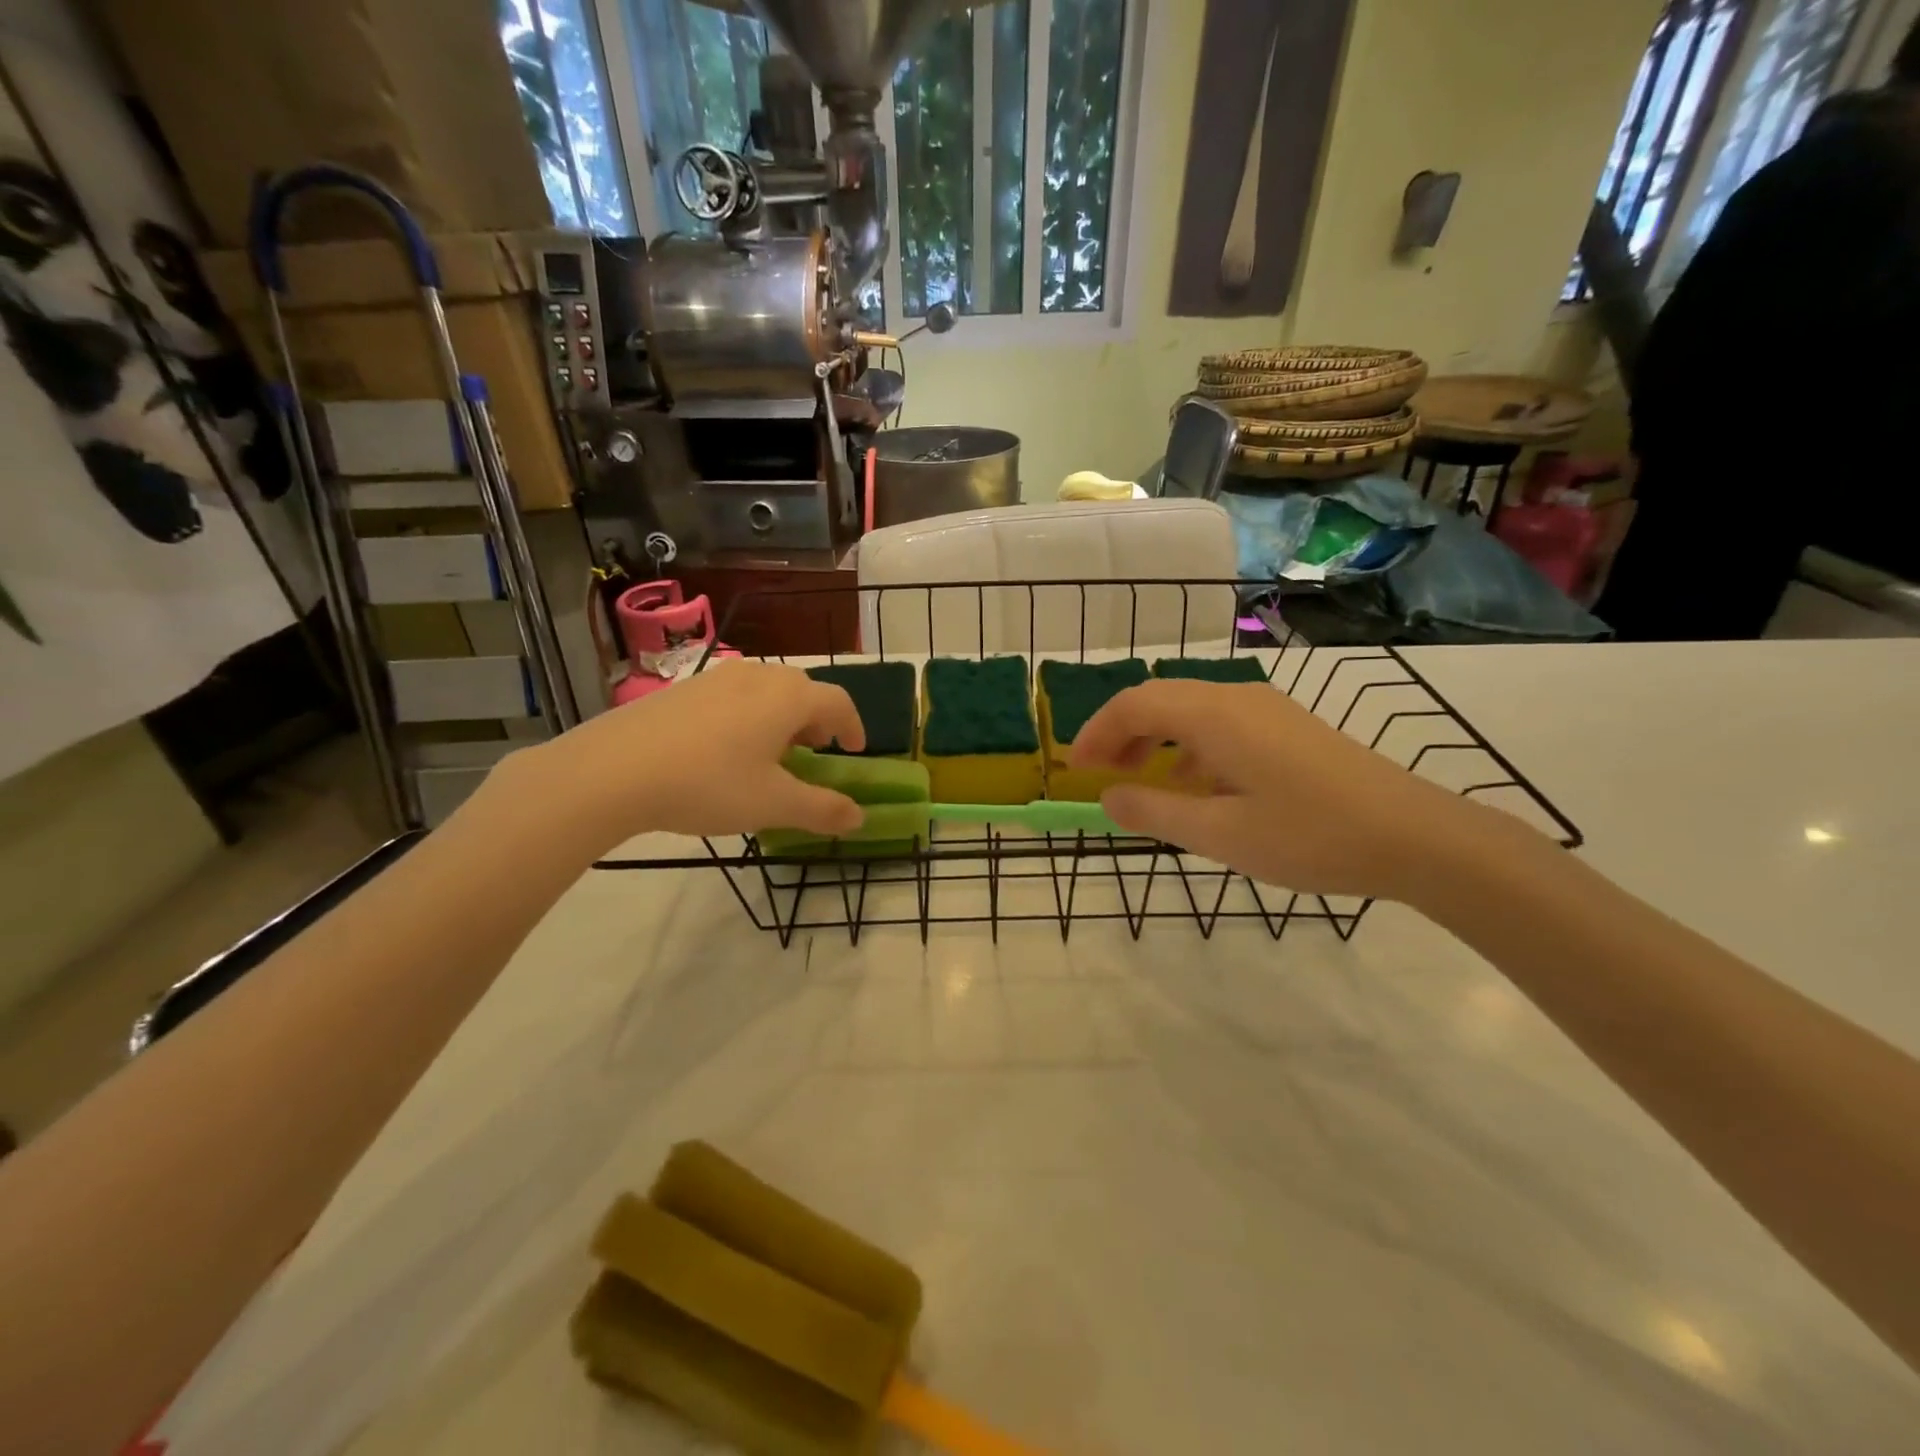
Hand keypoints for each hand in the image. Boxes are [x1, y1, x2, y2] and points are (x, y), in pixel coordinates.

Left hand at [514, 661, 867, 846]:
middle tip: (815, 752)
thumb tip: (859, 817)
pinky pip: (733, 696)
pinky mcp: (683, 689)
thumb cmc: (709, 784)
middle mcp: (758, 676)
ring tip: (772, 752)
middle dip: (817, 721)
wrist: (612, 770)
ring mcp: (716, 678)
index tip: (855, 750)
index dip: (854, 726)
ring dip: (782, 717)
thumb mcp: (773, 805)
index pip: (839, 702)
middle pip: (803, 690)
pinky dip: (748, 716)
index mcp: (788, 697)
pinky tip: (726, 749)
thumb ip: (822, 809)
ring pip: (766, 690)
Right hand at [1070, 679, 1485, 899]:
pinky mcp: (1288, 728)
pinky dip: (1189, 748)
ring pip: (1190, 711)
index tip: (1074, 768)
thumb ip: (1154, 812)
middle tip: (1099, 774)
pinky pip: (1220, 725)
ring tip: (1139, 782)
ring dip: (1155, 740)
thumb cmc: (1310, 836)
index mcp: (1214, 716)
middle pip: (1160, 699)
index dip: (1096, 732)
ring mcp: (1267, 710)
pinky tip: (1195, 787)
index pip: (1134, 705)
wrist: (1416, 837)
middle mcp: (1236, 698)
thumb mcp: (1220, 835)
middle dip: (1121, 733)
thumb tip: (1107, 798)